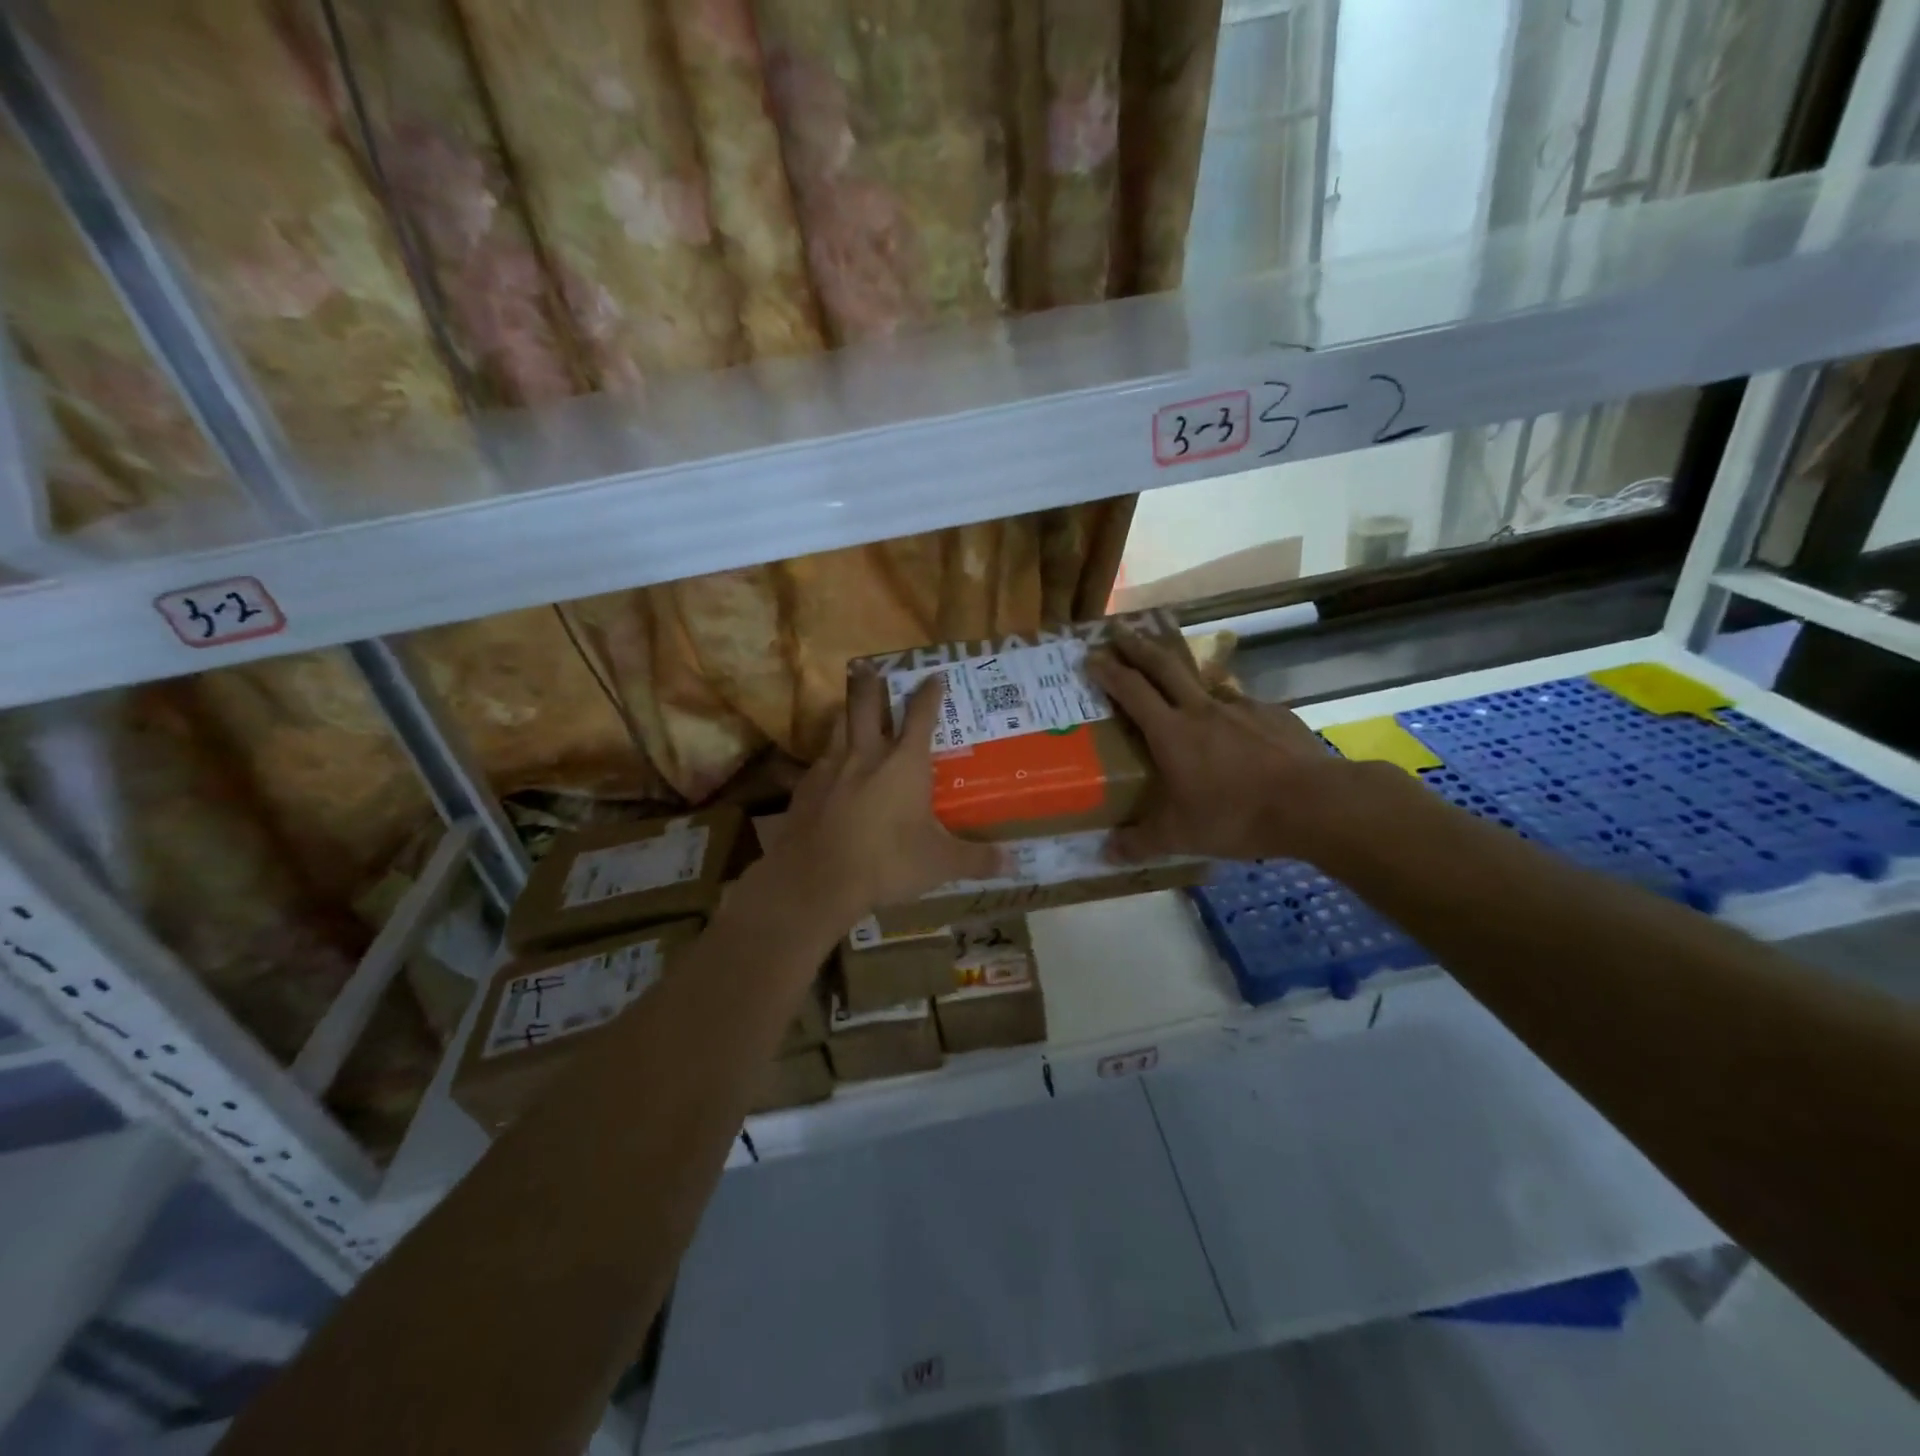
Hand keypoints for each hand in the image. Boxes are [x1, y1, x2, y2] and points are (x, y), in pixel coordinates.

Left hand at [776, 673, 1003, 920]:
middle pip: (865, 705)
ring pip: (837, 727)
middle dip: (870, 683)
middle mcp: (866, 755)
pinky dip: (827, 761)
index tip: (933, 676)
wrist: (817, 880)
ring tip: (848, 711)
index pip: (921, 716)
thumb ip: (976, 859)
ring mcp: (830, 769)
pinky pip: (818, 764)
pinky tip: (828, 774)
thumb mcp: (940, 864)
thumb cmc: (887, 862)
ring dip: (845, 714)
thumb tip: (1014, 862)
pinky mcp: (805, 788)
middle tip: (869, 666)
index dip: (929, 694)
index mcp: (904, 764)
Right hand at [1087, 627, 1349, 862]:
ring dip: (1184, 675)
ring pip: (1204, 682)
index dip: (1108, 670)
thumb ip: (1140, 843)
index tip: (1091, 656)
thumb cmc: (1236, 815)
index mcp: (1171, 732)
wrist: (1314, 804)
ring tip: (1179, 685)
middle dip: (1137, 646)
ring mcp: (1241, 708)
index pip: (1131, 690)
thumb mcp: (1180, 837)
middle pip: (1163, 666)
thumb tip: (1106, 853)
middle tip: (1119, 630)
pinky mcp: (1274, 715)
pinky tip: (1236, 729)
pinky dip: (1229, 710)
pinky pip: (1242, 706)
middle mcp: (1202, 709)